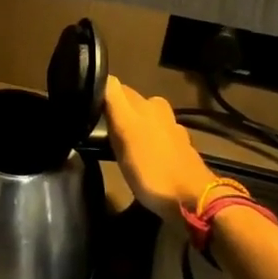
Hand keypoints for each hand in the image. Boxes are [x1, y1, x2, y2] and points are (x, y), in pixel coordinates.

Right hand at [104, 76, 212, 218]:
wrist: (193, 201)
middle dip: (115, 111)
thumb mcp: (125, 132)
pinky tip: (138, 157)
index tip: (84, 109)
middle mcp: (160, 112)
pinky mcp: (179, 152)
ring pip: (143, 121)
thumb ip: (114, 102)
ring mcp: (172, 132)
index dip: (99, 95)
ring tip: (115, 144)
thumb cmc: (152, 168)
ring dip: (131, 127)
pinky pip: (155, 139)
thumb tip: (102, 76)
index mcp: (147, 104)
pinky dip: (145, 143)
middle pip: (130, 104)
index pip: (115, 88)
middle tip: (96, 128)